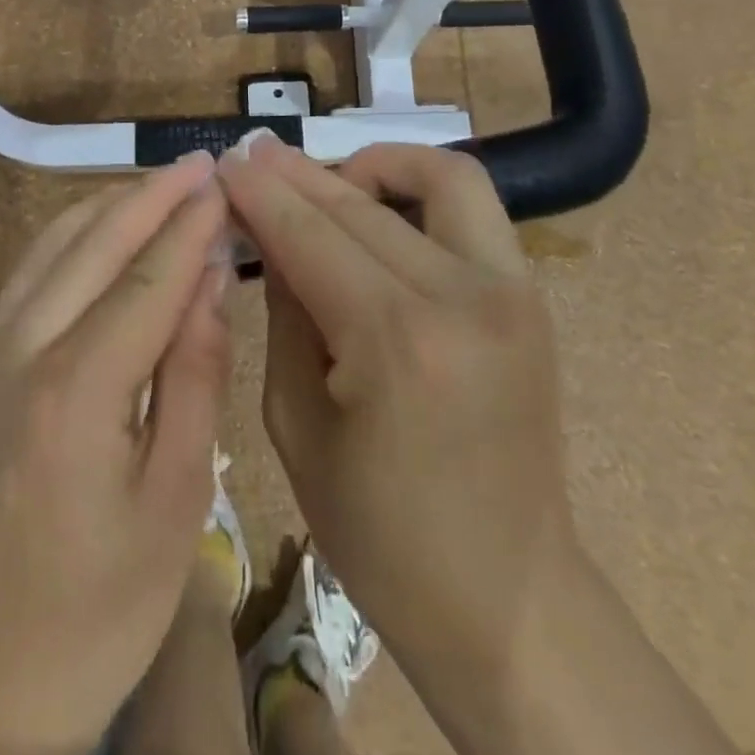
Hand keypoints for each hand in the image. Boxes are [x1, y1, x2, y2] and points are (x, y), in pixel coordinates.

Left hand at [0, 153, 232, 754]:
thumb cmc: (107, 603)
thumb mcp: (178, 498)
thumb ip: (195, 375)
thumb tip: (210, 279)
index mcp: (74, 395)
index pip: (146, 282)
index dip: (190, 227)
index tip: (226, 183)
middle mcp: (19, 356)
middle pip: (93, 246)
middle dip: (151, 197)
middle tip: (201, 162)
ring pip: (52, 247)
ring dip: (109, 207)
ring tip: (163, 185)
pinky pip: (29, 275)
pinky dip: (72, 235)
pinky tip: (105, 228)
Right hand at [218, 137, 573, 681]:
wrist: (507, 598)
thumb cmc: (380, 533)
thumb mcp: (296, 422)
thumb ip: (284, 311)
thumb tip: (266, 231)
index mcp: (396, 342)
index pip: (308, 235)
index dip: (259, 192)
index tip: (224, 161)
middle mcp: (462, 297)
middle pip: (360, 203)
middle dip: (296, 174)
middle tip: (252, 156)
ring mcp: (510, 290)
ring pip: (437, 176)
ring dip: (372, 164)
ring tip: (324, 180)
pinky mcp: (530, 296)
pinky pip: (471, 206)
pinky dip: (419, 187)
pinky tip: (378, 206)